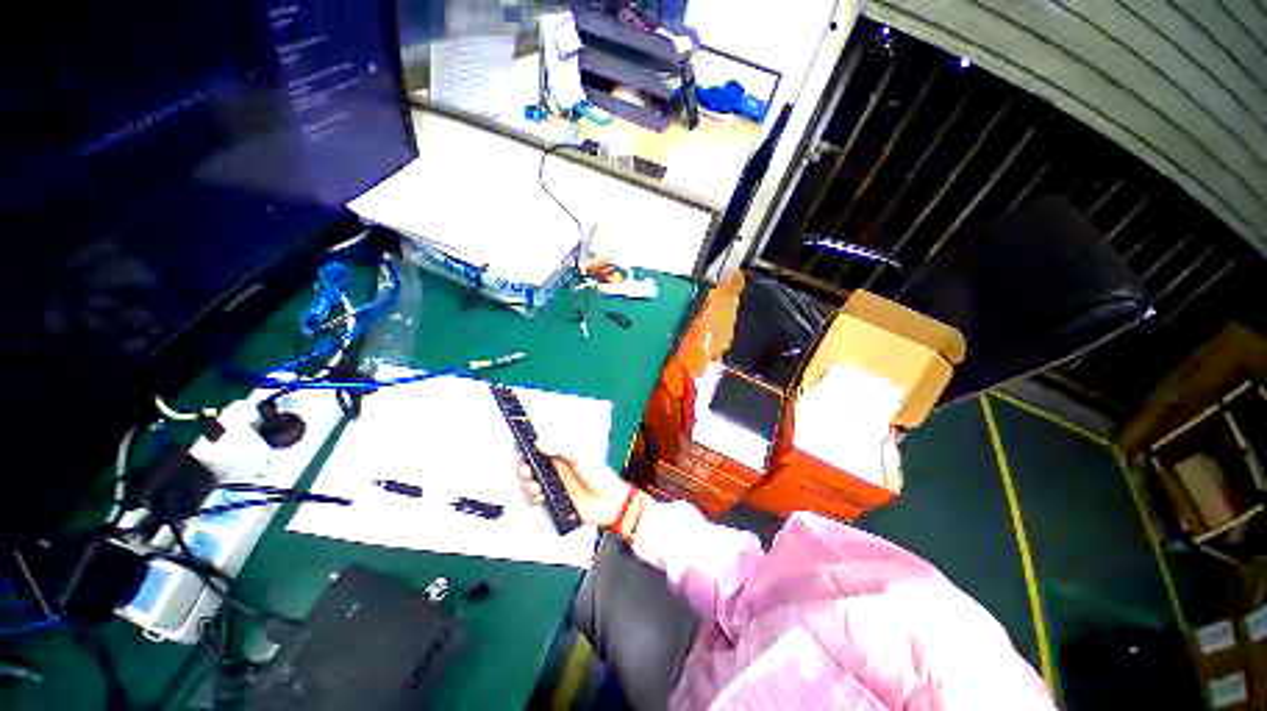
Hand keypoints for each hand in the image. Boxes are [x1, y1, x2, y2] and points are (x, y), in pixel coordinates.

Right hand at [516, 438, 629, 527]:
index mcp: (560, 453)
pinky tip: (542, 496)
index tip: (517, 444)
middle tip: (527, 471)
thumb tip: (539, 442)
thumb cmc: (599, 475)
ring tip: (537, 487)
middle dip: (522, 467)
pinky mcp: (550, 499)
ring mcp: (551, 483)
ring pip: (528, 481)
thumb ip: (560, 448)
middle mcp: (553, 466)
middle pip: (528, 463)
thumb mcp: (580, 456)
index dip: (526, 443)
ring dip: (526, 484)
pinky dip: (533, 497)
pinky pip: (533, 498)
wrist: (608, 503)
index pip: (538, 445)